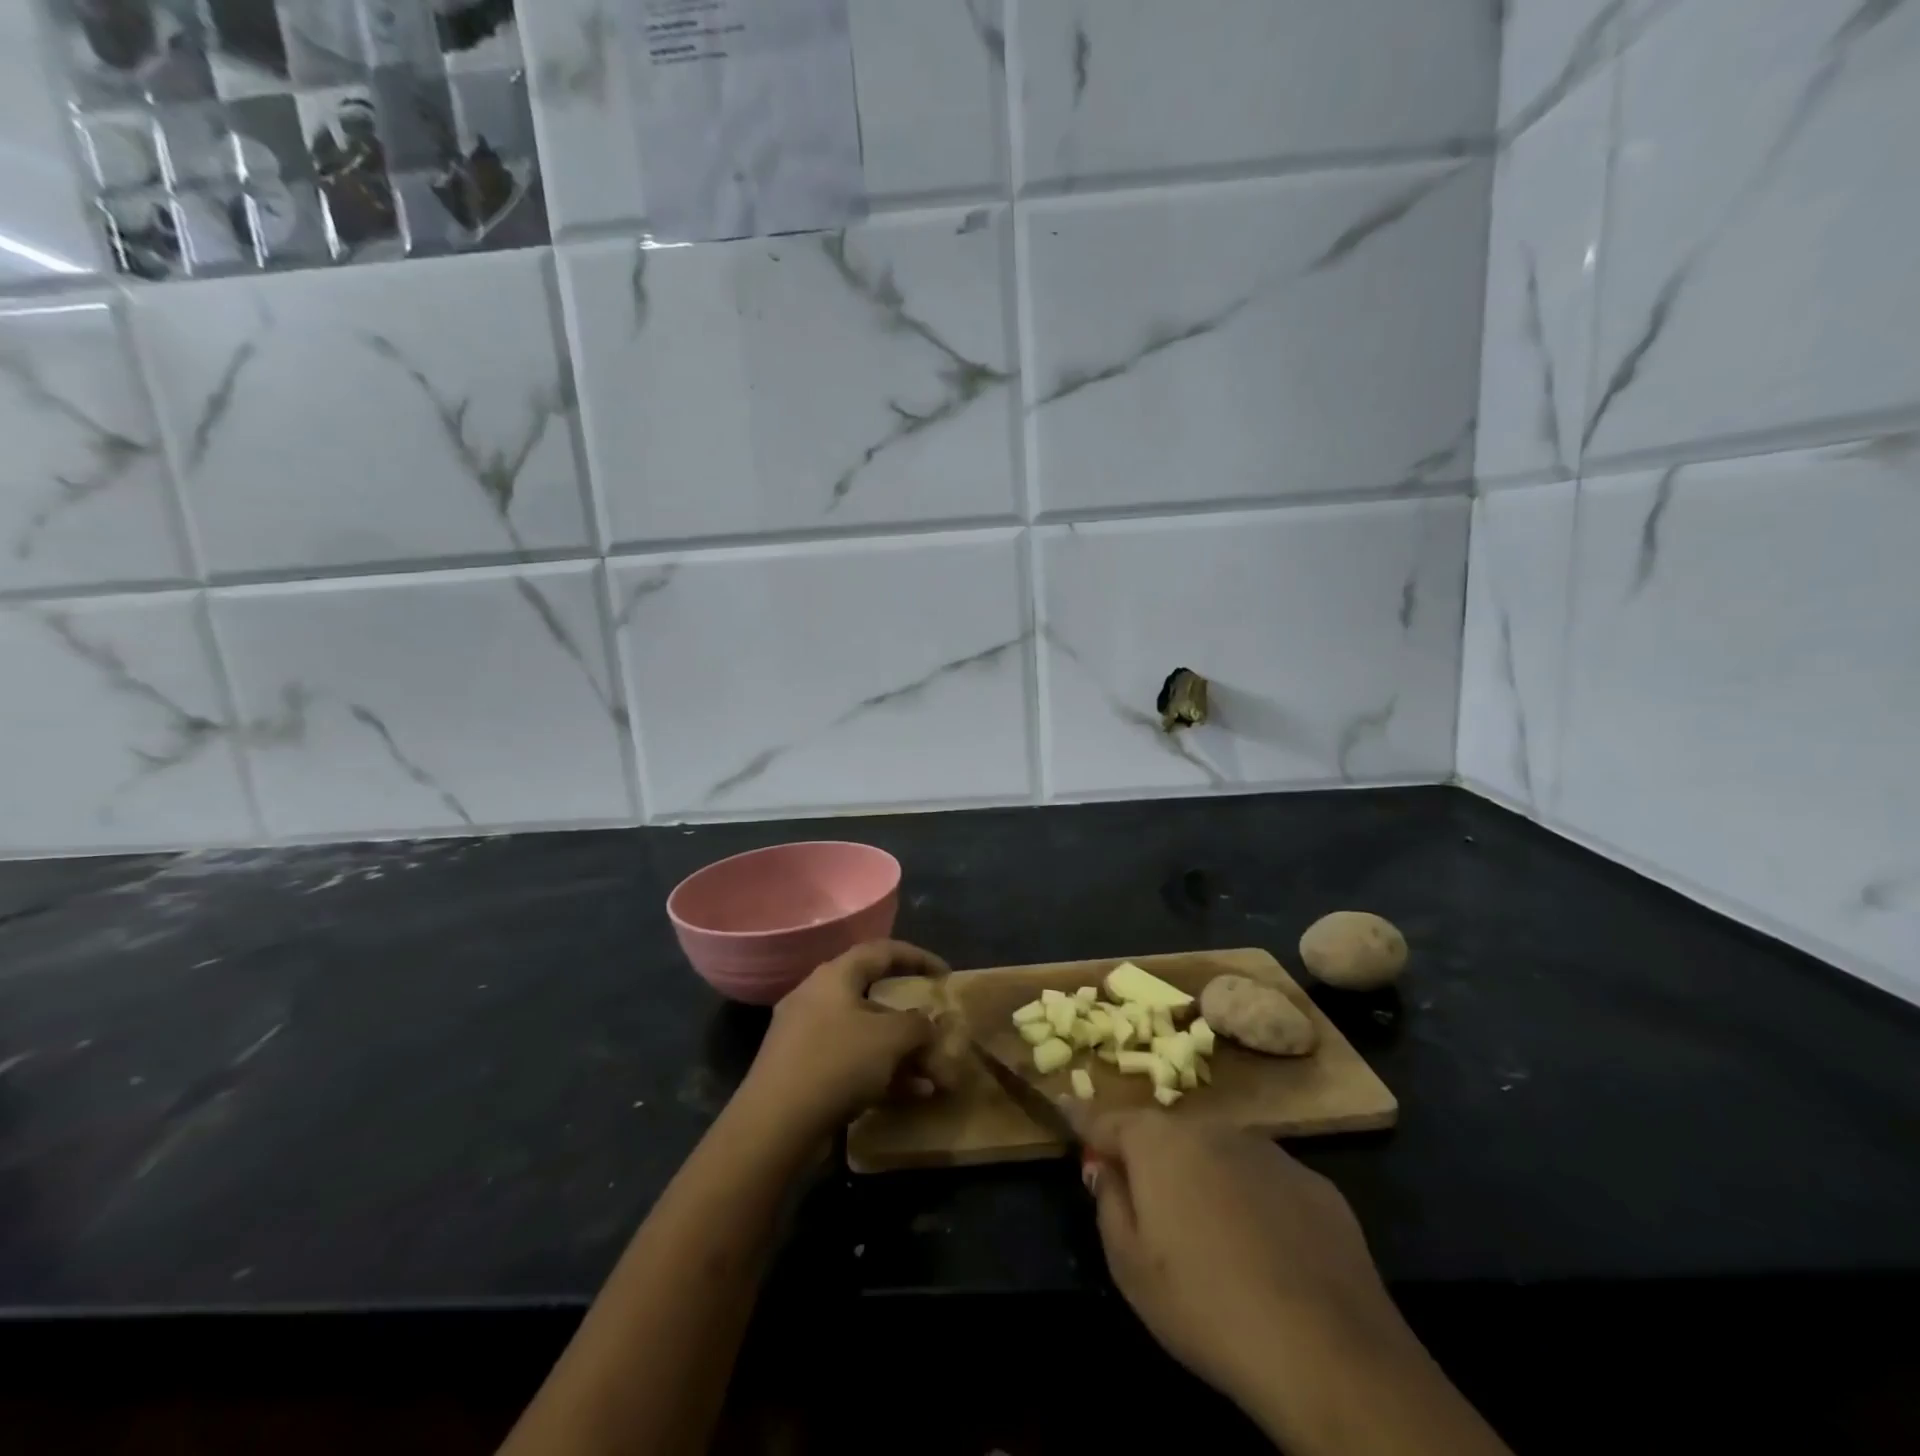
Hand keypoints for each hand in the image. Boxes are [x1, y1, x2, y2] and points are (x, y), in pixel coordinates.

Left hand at [741, 940, 949, 1136]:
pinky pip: (850, 1062)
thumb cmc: (836, 1063)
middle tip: (937, 1031)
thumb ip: (918, 1025)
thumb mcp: (891, 1038)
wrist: (773, 1126)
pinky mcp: (802, 1072)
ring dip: (901, 1052)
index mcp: (835, 975)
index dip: (918, 958)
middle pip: (874, 997)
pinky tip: (911, 1095)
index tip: (946, 975)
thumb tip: (928, 1026)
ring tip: (933, 1076)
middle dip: (912, 1019)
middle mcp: (817, 997)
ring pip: (864, 1034)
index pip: (883, 951)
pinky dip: (881, 1073)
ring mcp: (806, 1036)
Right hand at [1077, 1113, 1407, 1407]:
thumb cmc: (1205, 1305)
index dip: (1083, 1120)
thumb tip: (1105, 1168)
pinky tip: (1266, 1254)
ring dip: (1203, 1179)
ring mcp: (1267, 1151)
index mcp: (1157, 1142)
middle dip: (1150, 1159)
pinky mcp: (1313, 1183)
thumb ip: (1108, 1203)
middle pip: (1165, 1135)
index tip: (1065, 1110)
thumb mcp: (1130, 1266)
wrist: (1328, 1350)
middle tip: (1147, 1204)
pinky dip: (1252, 1202)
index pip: (1106, 1120)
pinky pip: (1264, 1183)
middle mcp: (1210, 1129)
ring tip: (1210, 1236)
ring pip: (1217, 1156)